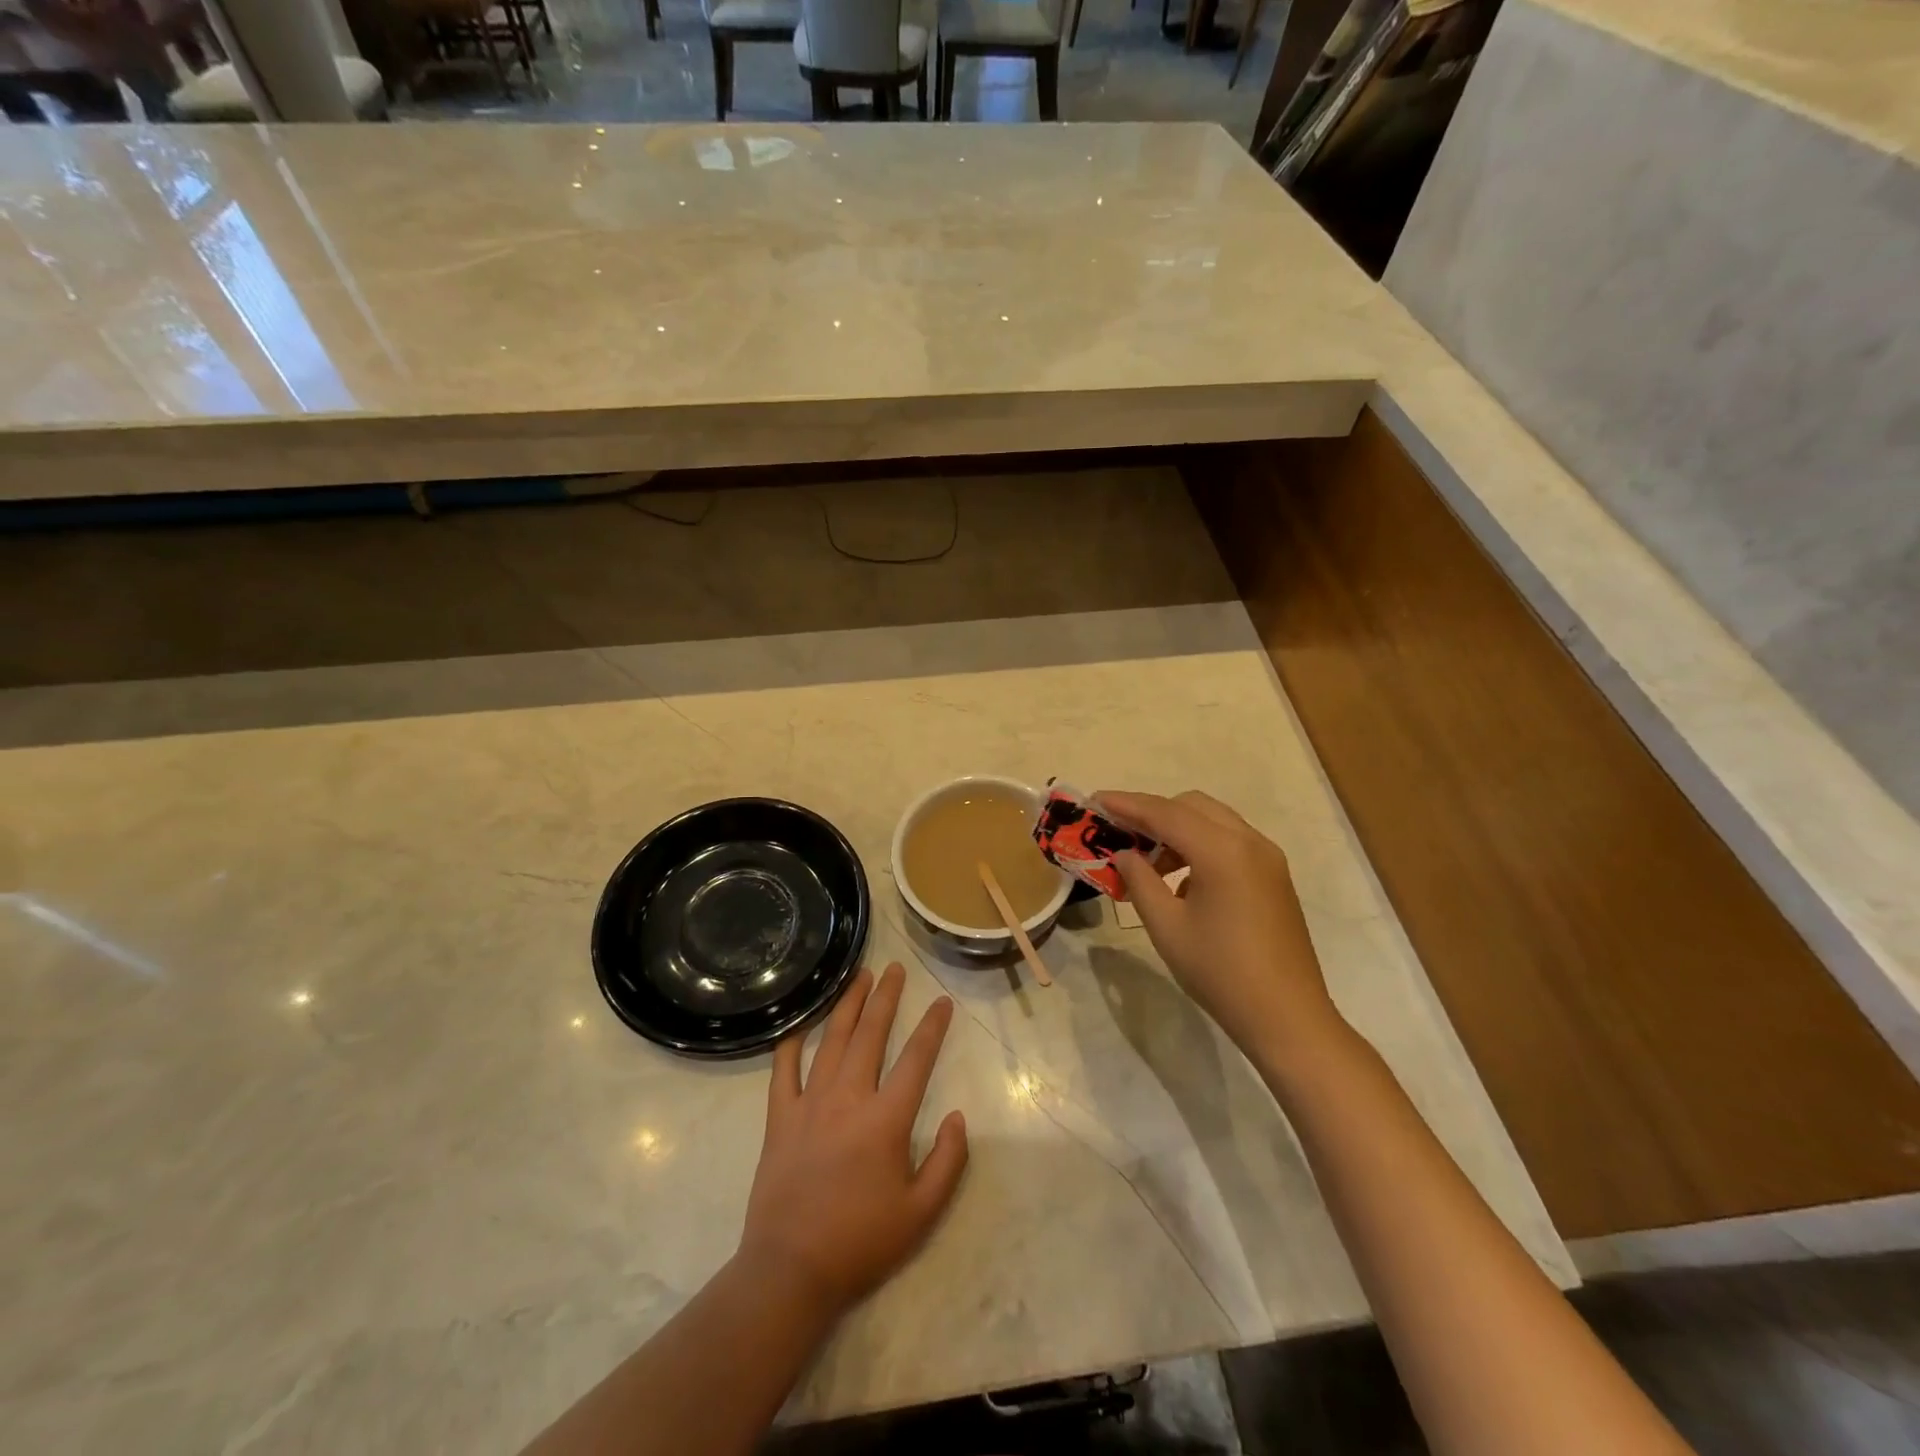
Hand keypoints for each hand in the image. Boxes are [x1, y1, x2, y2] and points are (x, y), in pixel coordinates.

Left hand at [738, 964, 968, 1320]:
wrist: (790, 1271)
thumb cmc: (861, 1242)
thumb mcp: (922, 1213)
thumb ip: (948, 1161)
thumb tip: (958, 1116)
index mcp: (886, 1119)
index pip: (916, 1059)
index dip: (933, 1027)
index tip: (942, 1002)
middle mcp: (848, 1098)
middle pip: (870, 1034)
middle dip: (886, 997)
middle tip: (895, 969)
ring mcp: (809, 1103)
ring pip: (831, 1040)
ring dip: (848, 1005)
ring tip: (860, 978)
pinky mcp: (779, 1117)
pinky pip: (784, 1069)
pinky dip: (792, 1042)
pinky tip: (801, 1023)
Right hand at [1101, 790, 1342, 1060]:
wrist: (1287, 1017)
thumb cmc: (1220, 972)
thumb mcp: (1166, 926)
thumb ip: (1140, 881)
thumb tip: (1124, 855)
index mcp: (1222, 851)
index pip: (1165, 813)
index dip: (1127, 805)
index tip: (1095, 800)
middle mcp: (1249, 842)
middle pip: (1191, 806)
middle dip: (1153, 814)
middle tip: (1120, 835)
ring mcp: (1267, 857)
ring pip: (1213, 821)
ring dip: (1177, 830)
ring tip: (1147, 864)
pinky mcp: (1274, 876)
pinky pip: (1230, 841)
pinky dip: (1200, 845)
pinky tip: (1181, 881)